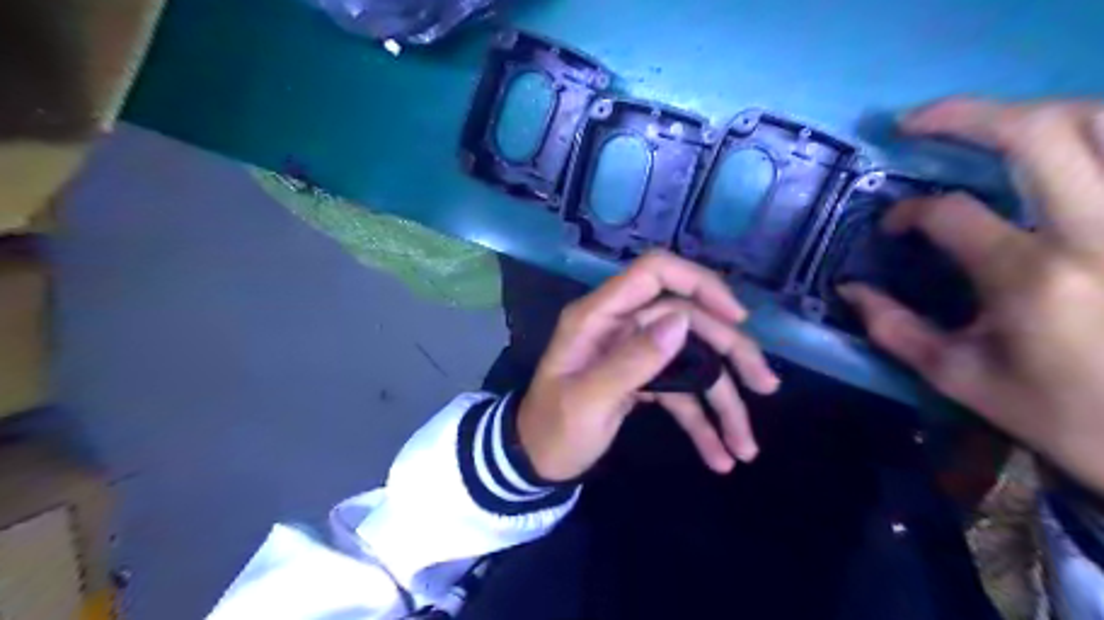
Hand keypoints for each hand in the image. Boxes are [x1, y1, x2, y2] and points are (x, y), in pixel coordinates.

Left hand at [522, 249, 779, 479]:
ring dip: (724, 399)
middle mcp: (621, 326)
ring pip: (693, 360)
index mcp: (599, 316)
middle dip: (729, 353)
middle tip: (765, 385)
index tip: (736, 317)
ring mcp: (634, 353)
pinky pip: (682, 392)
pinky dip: (703, 422)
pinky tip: (720, 455)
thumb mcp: (587, 401)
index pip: (654, 273)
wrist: (536, 462)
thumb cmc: (553, 430)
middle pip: (688, 321)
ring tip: (747, 446)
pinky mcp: (644, 379)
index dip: (699, 284)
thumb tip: (681, 320)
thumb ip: (631, 360)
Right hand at [838, 96, 1103, 494]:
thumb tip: (849, 289)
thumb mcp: (960, 378)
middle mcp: (1098, 232)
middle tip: (915, 121)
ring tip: (988, 126)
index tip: (893, 225)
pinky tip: (1060, 147)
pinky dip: (1093, 135)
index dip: (910, 211)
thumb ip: (895, 329)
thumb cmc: (1062, 412)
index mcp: (1032, 278)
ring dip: (1035, 113)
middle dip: (963, 115)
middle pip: (1037, 132)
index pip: (953, 212)